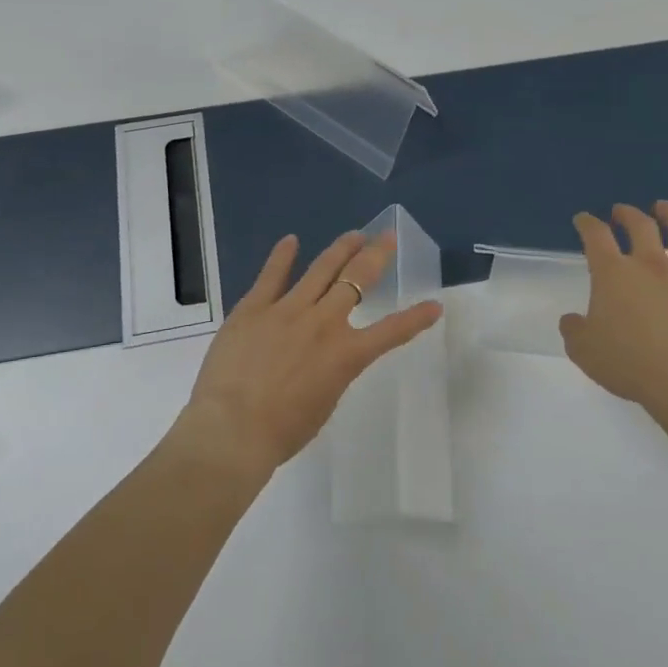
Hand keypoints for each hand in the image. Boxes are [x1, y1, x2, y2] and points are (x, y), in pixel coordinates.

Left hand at [178, 230, 443, 479]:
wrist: (232, 428)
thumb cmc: (281, 432)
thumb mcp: (322, 405)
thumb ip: (331, 374)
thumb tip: (324, 358)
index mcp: (345, 355)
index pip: (391, 332)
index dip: (416, 318)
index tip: (434, 305)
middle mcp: (323, 323)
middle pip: (357, 280)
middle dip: (376, 256)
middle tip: (387, 238)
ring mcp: (287, 309)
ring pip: (321, 269)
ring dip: (340, 248)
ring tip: (354, 234)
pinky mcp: (255, 306)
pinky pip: (272, 275)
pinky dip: (282, 256)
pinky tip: (290, 240)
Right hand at [558, 201, 667, 434]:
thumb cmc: (628, 364)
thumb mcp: (583, 350)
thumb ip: (574, 329)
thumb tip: (573, 319)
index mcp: (614, 273)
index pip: (596, 235)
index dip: (587, 223)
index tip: (583, 220)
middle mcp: (651, 266)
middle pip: (641, 226)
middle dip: (628, 213)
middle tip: (622, 212)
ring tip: (666, 209)